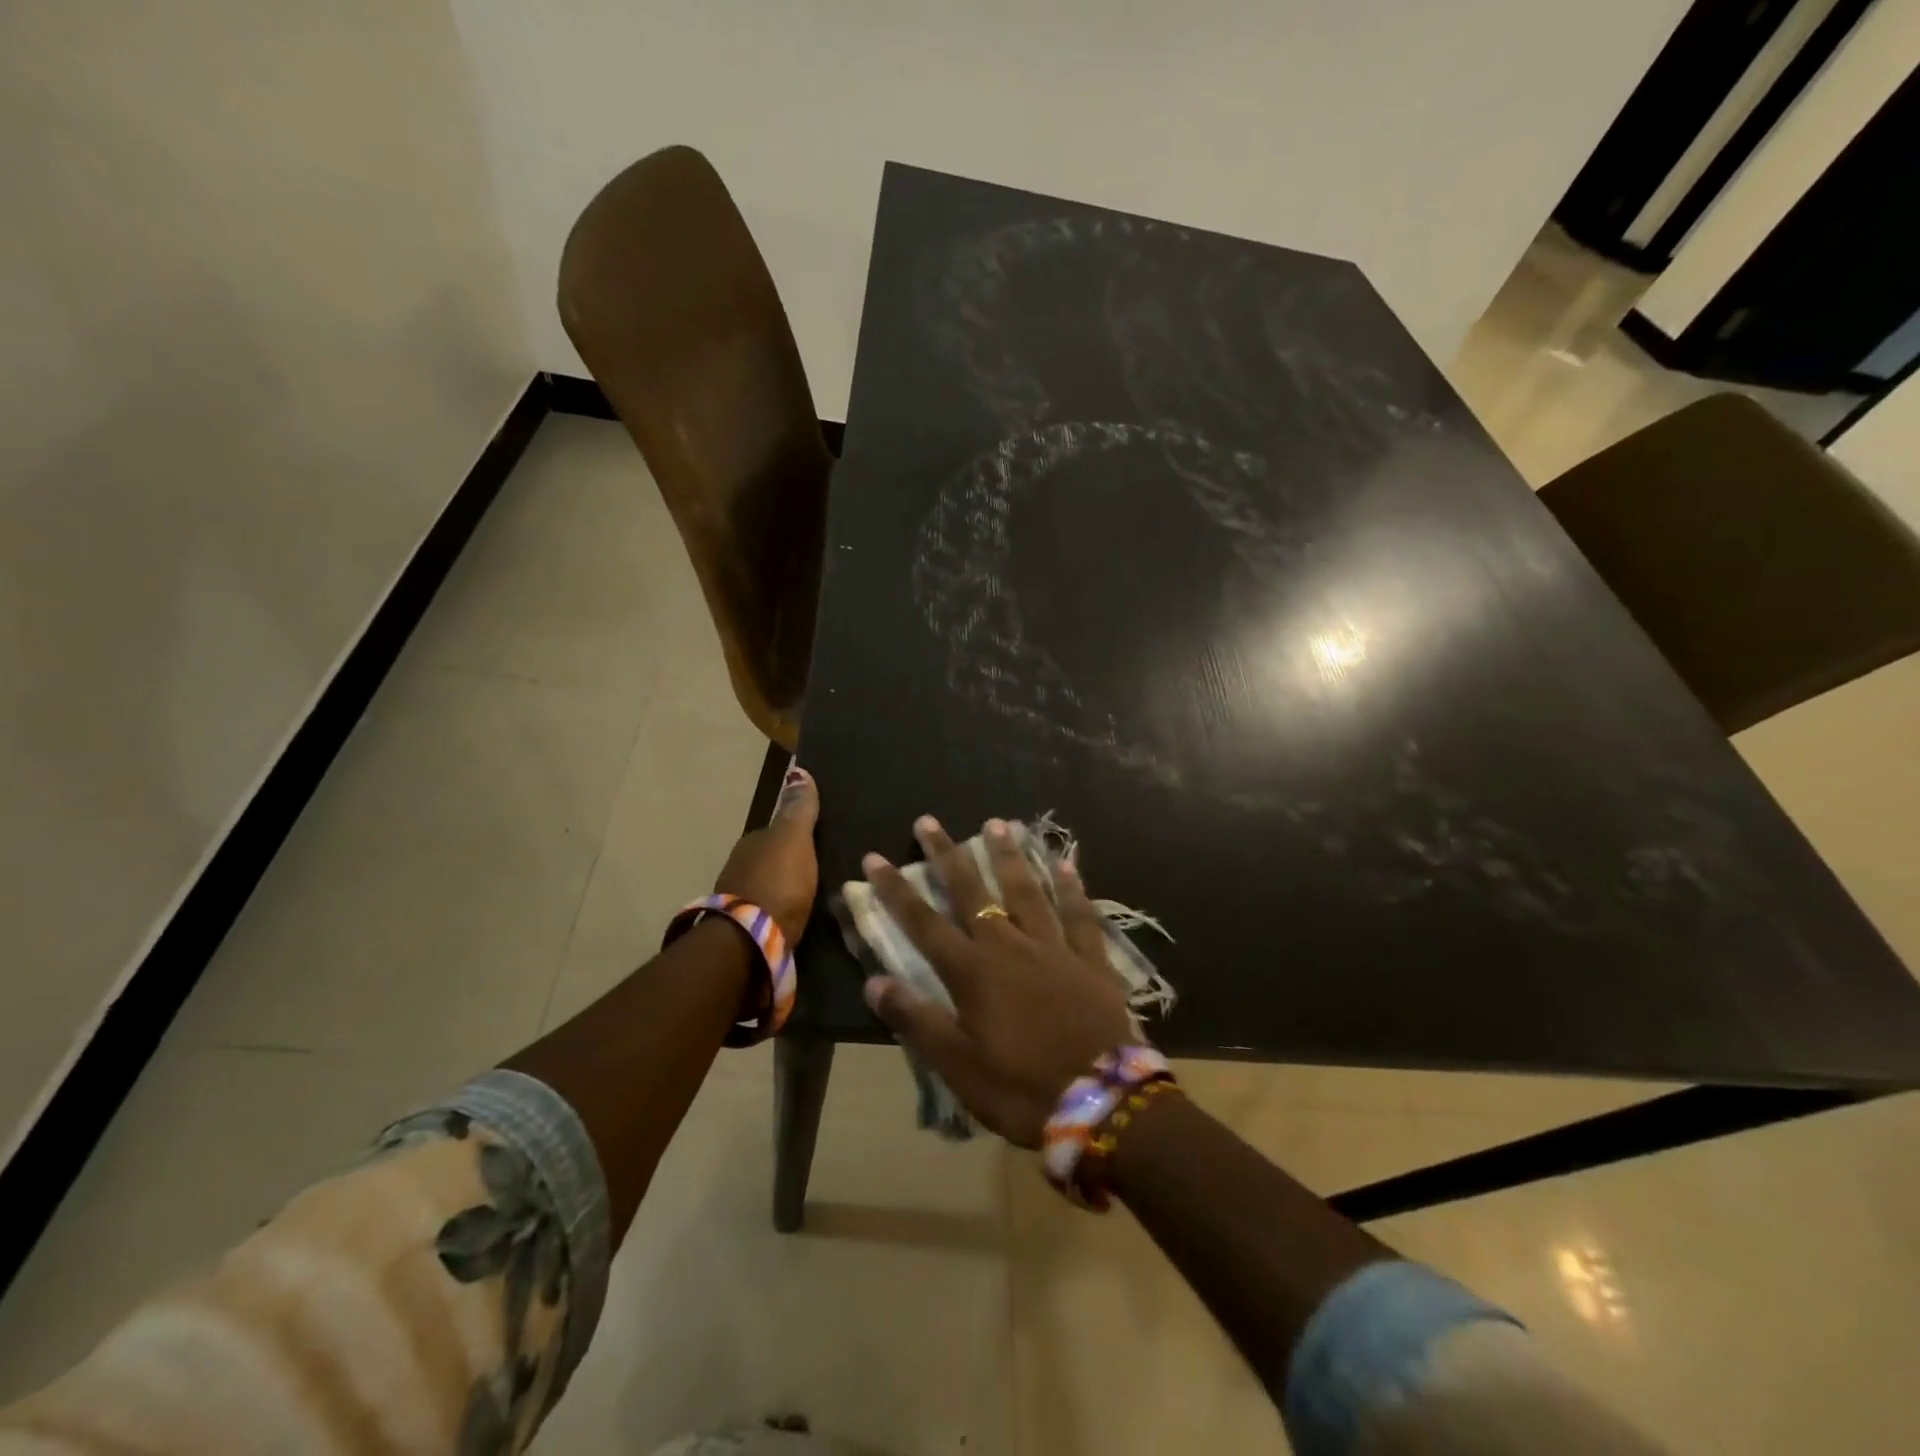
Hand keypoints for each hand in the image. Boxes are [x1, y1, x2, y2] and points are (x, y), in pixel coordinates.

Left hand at [713, 766, 819, 944]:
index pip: (777, 831)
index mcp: (752, 842)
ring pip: (768, 885)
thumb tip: (798, 769)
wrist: (747, 943)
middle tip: (820, 868)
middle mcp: (740, 866)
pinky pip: (768, 911)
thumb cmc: (776, 883)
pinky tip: (796, 916)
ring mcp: (739, 899)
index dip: (798, 833)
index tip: (820, 839)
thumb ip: (798, 809)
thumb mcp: (794, 840)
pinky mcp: (744, 930)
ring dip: (784, 887)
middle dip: (790, 861)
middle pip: (771, 858)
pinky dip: (780, 910)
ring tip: (812, 894)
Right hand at [861, 816, 1138, 1147]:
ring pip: (1026, 891)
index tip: (875, 858)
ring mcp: (1053, 949)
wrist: (1103, 1104)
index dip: (896, 891)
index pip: (924, 923)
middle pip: (972, 893)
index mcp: (973, 973)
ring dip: (1008, 856)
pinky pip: (1079, 915)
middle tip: (929, 821)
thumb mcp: (958, 1066)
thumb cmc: (1022, 1089)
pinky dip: (1071, 888)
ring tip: (997, 823)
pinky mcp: (1090, 960)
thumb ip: (916, 1021)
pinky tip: (1065, 863)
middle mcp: (1009, 947)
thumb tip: (874, 981)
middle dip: (947, 856)